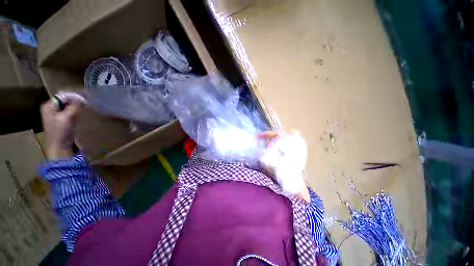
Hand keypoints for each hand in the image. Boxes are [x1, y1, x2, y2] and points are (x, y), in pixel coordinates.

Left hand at [41, 97, 83, 159]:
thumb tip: (83, 98)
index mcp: (48, 106)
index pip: (63, 95)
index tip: (87, 99)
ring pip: (70, 107)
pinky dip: (78, 112)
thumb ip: (74, 106)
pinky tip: (84, 114)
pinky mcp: (64, 122)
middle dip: (77, 101)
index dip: (74, 96)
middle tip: (88, 102)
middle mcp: (52, 109)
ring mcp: (58, 116)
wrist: (61, 149)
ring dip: (78, 107)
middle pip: (66, 100)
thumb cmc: (60, 133)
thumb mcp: (67, 117)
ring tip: (88, 107)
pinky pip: (72, 113)